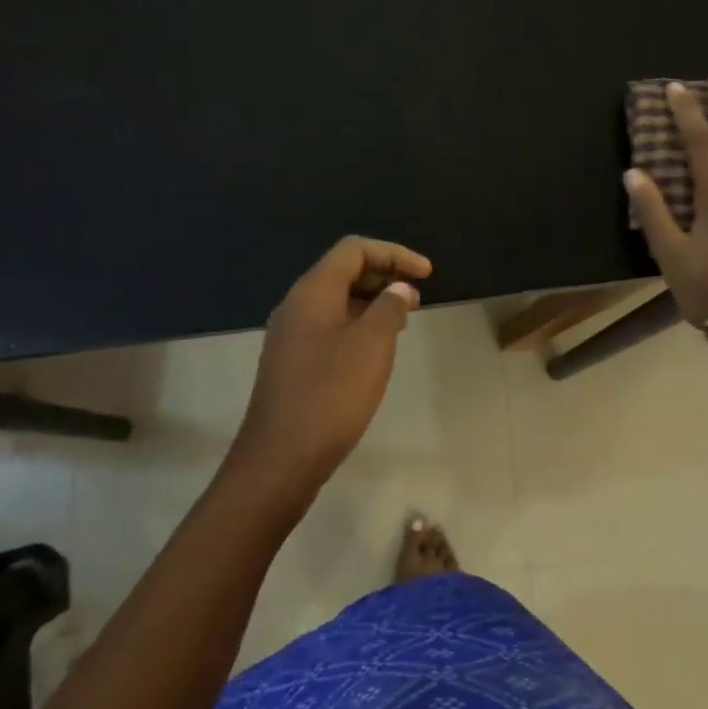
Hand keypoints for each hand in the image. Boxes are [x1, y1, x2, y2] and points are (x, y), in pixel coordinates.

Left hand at [228, 236, 432, 490]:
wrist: (279, 459)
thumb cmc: (330, 395)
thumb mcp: (371, 346)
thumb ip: (389, 308)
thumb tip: (399, 289)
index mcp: (313, 291)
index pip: (354, 249)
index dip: (394, 253)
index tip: (428, 274)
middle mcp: (297, 305)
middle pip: (343, 270)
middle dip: (384, 275)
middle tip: (417, 296)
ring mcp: (291, 334)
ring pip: (337, 300)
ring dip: (372, 301)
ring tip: (403, 320)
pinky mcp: (293, 361)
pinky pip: (329, 325)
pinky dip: (358, 324)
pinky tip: (376, 348)